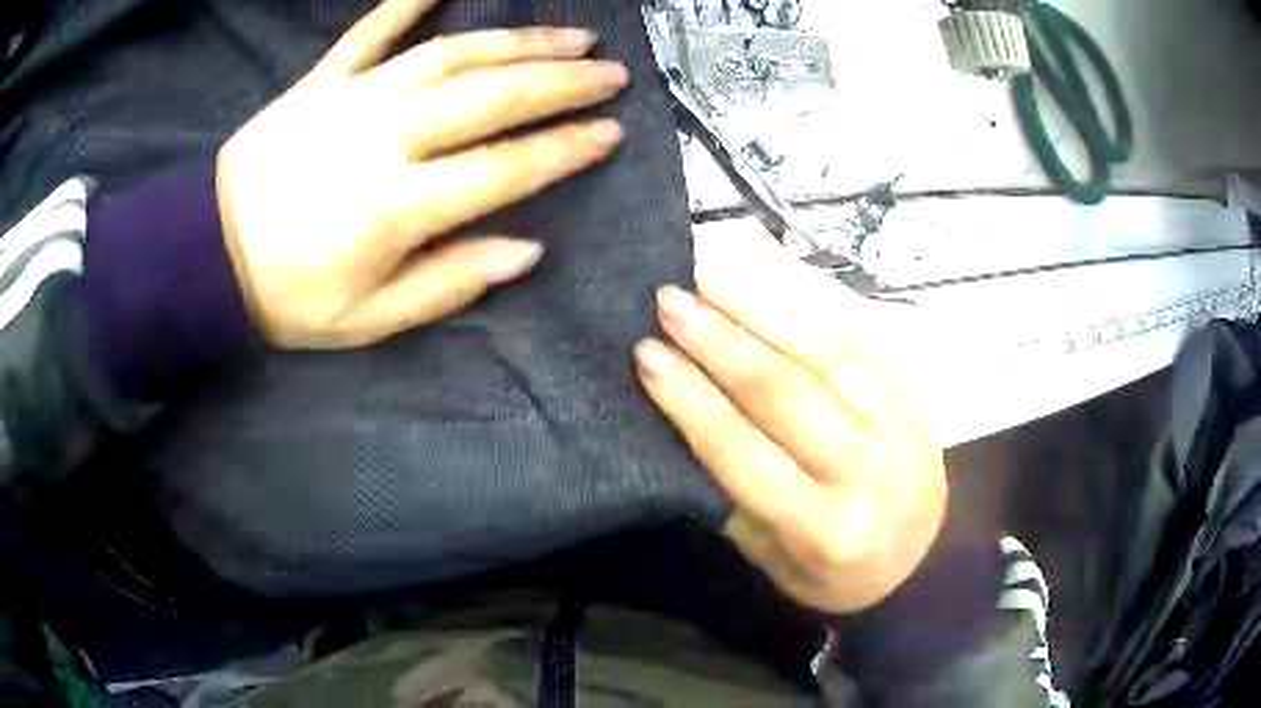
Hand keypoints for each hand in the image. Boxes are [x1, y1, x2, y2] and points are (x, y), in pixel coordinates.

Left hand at [217, 0, 628, 348]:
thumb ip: (447, 283)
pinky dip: (408, 1)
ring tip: (569, 36)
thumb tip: (526, 250)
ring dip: (516, 41)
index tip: (611, 133)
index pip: (504, 169)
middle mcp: (384, 139)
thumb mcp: (367, 321)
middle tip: (611, 73)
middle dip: (561, 83)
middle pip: (490, 97)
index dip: (564, 149)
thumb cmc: (286, 298)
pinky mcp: (321, 81)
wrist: (205, 256)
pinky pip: (370, 31)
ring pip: (450, 56)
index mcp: (397, 208)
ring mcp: (351, 99)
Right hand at [635, 226, 947, 613]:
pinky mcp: (910, 399)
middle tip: (669, 301)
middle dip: (719, 342)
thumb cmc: (840, 575)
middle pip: (785, 394)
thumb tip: (689, 425)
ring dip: (761, 310)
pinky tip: (772, 283)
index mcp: (824, 528)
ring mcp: (896, 427)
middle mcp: (864, 471)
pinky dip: (811, 309)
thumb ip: (737, 501)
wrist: (927, 558)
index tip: (647, 354)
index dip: (691, 399)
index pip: (743, 453)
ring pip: (823, 356)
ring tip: (710, 276)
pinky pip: (859, 344)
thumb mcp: (778, 566)